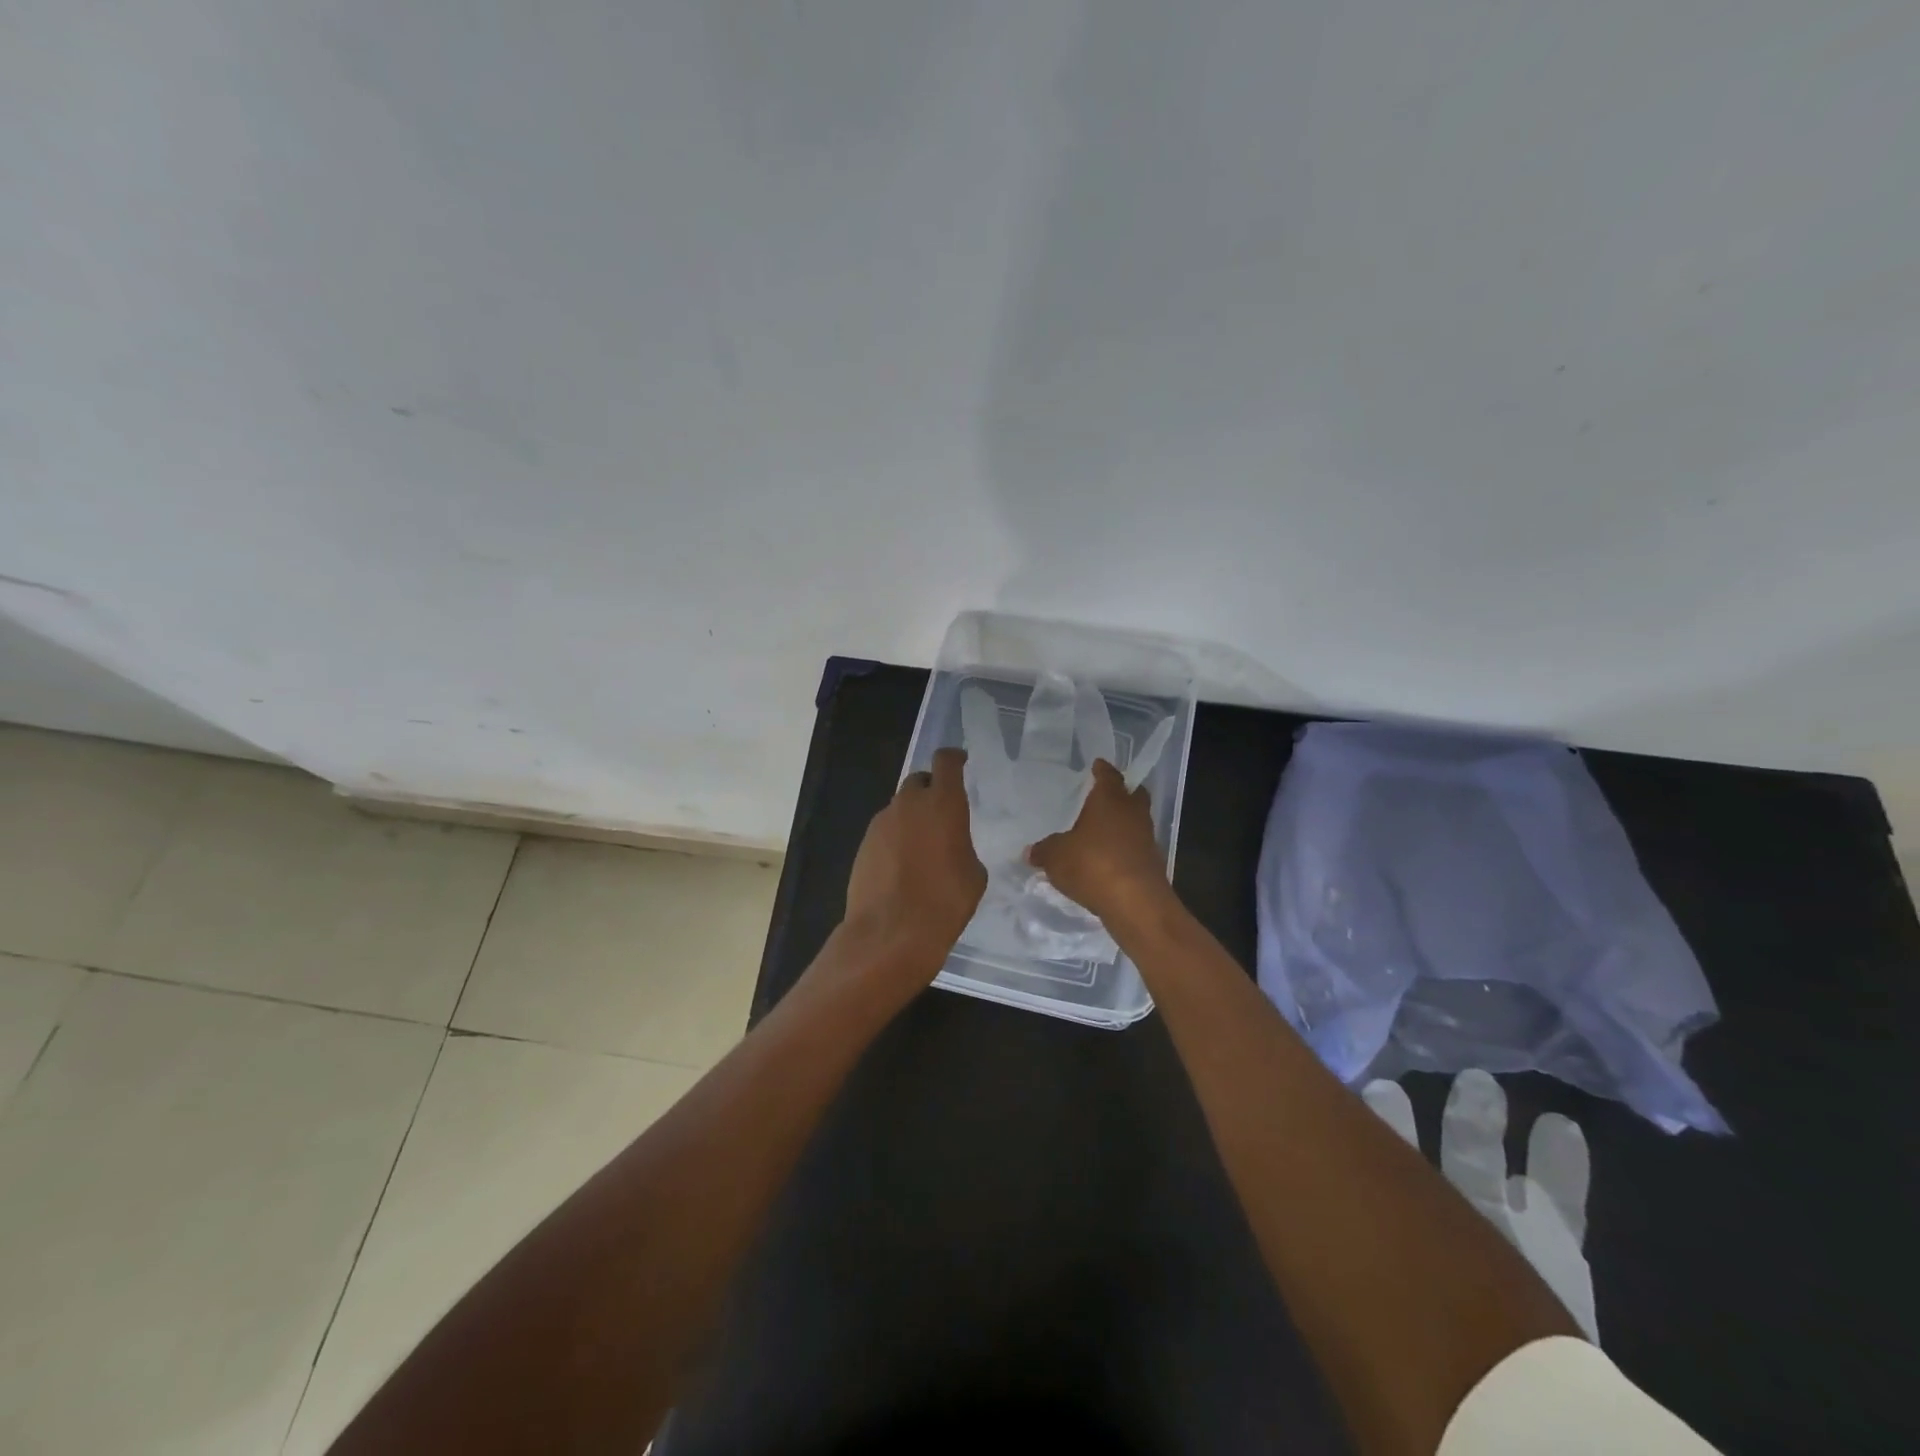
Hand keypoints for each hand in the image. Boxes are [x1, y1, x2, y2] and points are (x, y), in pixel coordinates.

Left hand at [841, 747, 986, 979]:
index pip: (946, 762)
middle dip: (931, 790)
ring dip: (912, 818)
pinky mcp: (863, 844)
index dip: (953, 758)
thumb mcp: (974, 874)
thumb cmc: (944, 901)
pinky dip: (896, 839)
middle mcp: (909, 804)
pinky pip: (885, 831)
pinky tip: (903, 866)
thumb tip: (952, 847)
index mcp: (943, 803)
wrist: (890, 932)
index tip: (960, 762)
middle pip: (919, 782)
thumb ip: (963, 846)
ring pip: (900, 808)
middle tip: (942, 813)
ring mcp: (881, 823)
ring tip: (923, 847)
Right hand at [1026, 759, 1171, 925]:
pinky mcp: (1151, 863)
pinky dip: (1124, 849)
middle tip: (1103, 796)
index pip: (1108, 775)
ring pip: (1135, 822)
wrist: (1135, 902)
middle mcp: (1132, 813)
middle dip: (1120, 793)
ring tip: (1101, 832)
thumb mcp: (1056, 856)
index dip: (1102, 770)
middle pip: (1132, 795)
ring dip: (1122, 824)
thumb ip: (1044, 850)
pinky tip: (1107, 859)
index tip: (1097, 765)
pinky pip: (1135, 847)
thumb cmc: (1093, 864)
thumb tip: (1030, 851)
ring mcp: (1146, 838)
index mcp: (1110, 799)